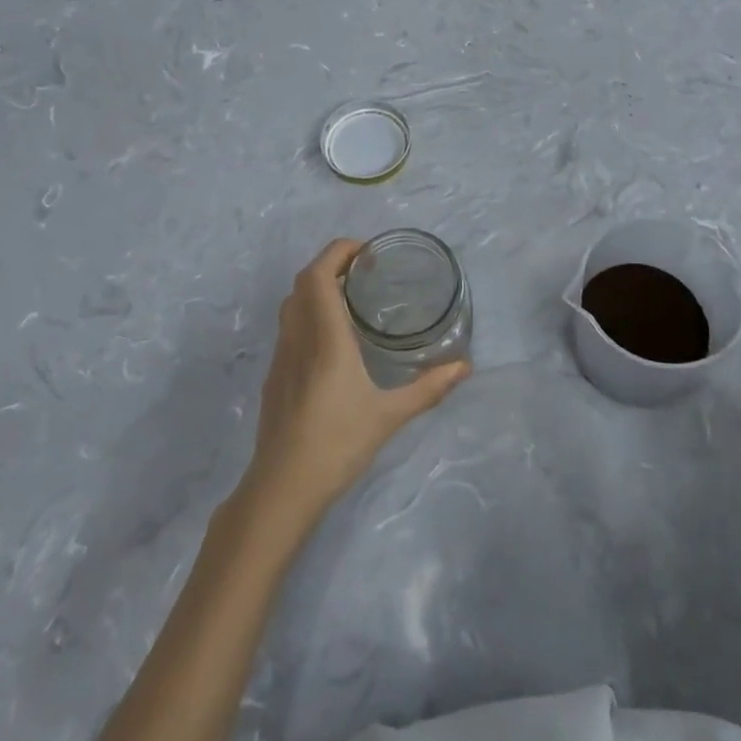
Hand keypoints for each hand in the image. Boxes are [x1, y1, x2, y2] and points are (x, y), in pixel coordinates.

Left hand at [240, 239, 469, 531]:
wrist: (282, 488)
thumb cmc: (337, 444)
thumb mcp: (389, 416)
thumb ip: (428, 388)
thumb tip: (465, 367)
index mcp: (325, 338)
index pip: (318, 275)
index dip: (338, 252)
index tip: (366, 251)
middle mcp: (298, 337)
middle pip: (303, 282)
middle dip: (331, 264)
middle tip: (365, 271)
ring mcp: (281, 356)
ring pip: (292, 304)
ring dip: (317, 288)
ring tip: (351, 298)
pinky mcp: (275, 376)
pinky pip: (289, 327)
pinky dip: (308, 313)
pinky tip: (333, 339)